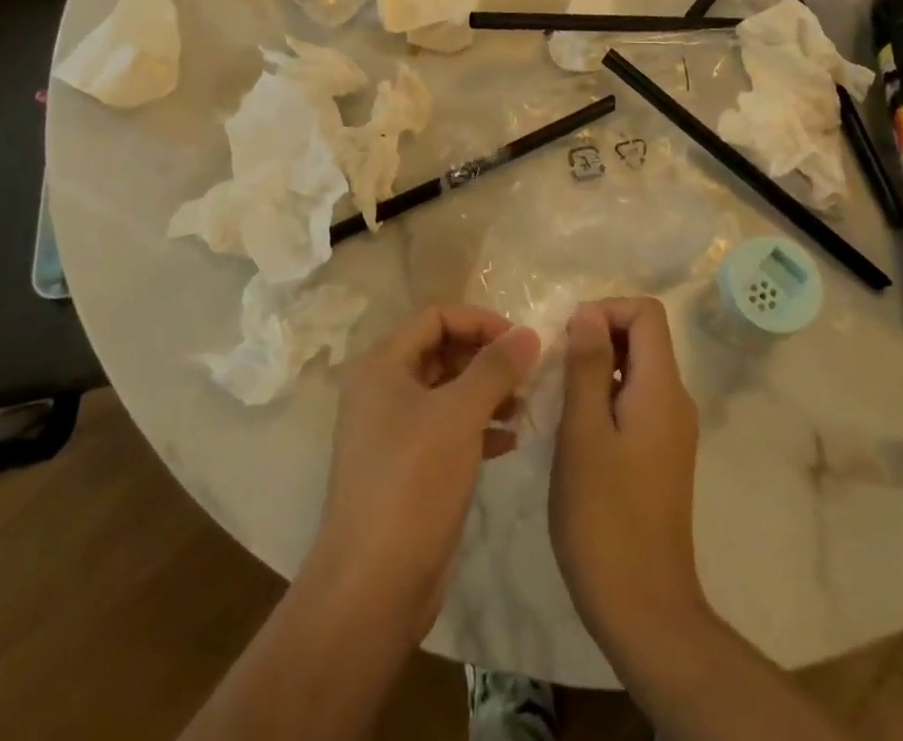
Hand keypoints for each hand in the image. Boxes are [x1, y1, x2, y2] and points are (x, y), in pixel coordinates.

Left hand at [305, 305, 540, 638]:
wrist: (373, 587)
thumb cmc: (412, 484)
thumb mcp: (459, 416)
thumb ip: (495, 368)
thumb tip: (528, 332)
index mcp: (382, 364)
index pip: (437, 316)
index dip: (480, 321)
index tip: (521, 340)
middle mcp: (384, 388)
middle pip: (443, 350)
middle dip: (487, 358)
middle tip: (529, 373)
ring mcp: (394, 429)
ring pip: (449, 390)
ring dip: (488, 392)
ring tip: (525, 406)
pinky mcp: (409, 465)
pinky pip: (449, 427)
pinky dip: (480, 426)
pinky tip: (511, 440)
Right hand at [550, 297, 705, 651]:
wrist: (645, 610)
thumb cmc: (605, 516)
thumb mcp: (583, 432)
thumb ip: (587, 365)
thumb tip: (589, 311)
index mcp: (662, 388)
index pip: (647, 313)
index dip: (606, 310)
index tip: (568, 337)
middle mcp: (675, 401)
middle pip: (644, 338)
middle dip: (598, 337)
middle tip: (555, 368)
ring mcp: (671, 431)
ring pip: (637, 371)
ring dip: (598, 369)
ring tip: (558, 398)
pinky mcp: (662, 456)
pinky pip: (636, 402)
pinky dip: (606, 398)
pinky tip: (575, 431)